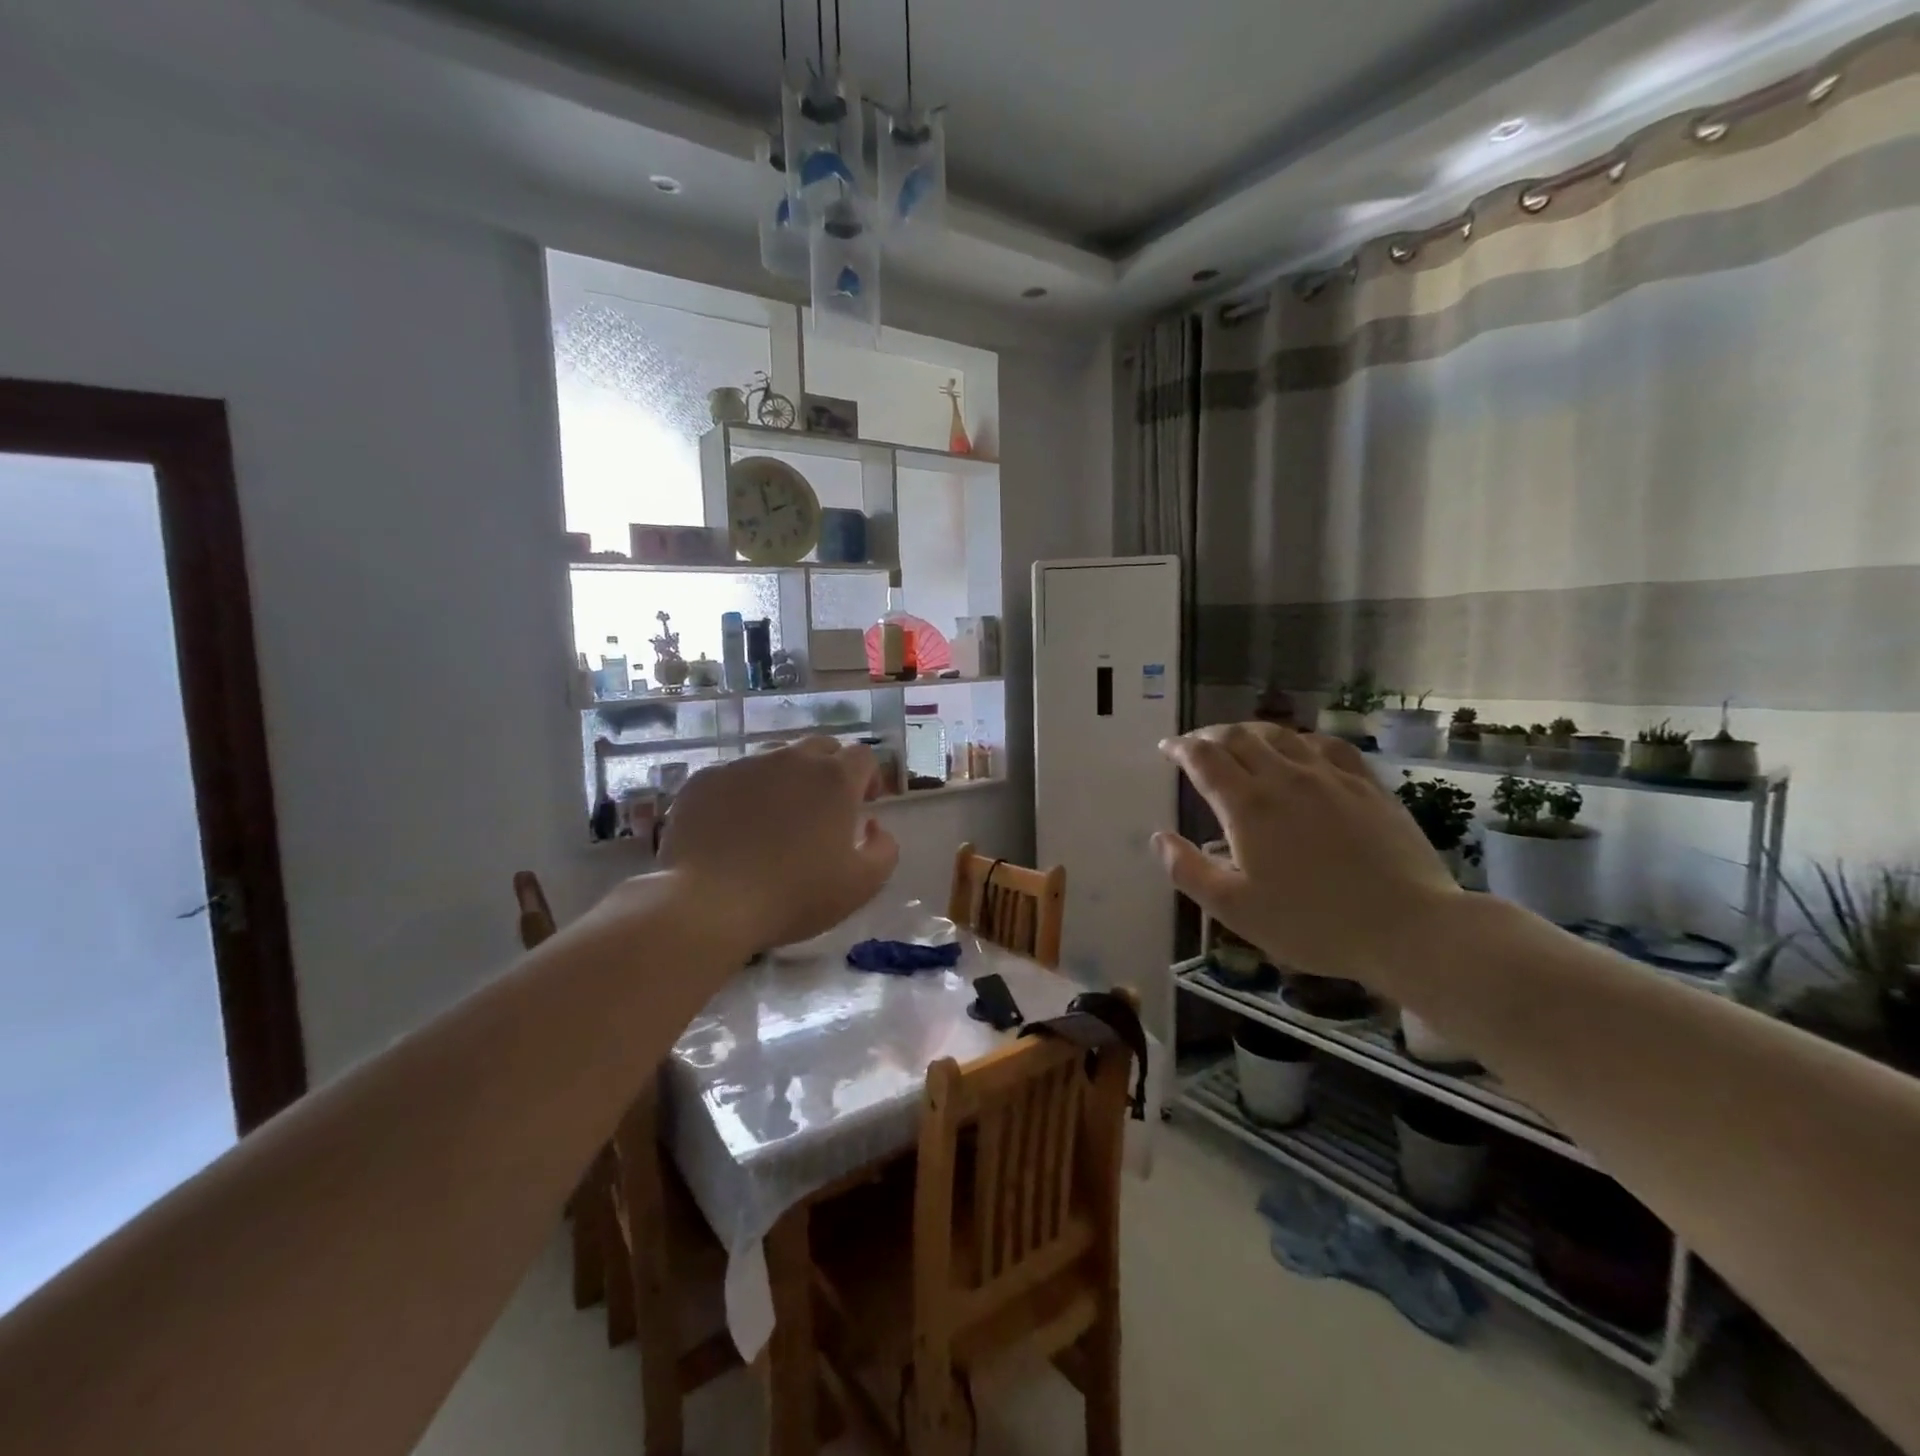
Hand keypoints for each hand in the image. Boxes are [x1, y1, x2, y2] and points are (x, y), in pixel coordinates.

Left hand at [654, 738, 898, 952]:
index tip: (865, 803)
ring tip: (776, 817)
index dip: (870, 776)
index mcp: (834, 779)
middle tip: (824, 808)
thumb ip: (884, 849)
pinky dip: (743, 793)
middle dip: (829, 770)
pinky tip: (734, 827)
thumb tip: (873, 825)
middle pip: (820, 748)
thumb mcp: (861, 885)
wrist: (708, 903)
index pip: (863, 756)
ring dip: (785, 779)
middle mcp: (791, 759)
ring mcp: (744, 765)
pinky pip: (734, 776)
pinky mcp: (705, 779)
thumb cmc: (793, 896)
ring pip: (775, 758)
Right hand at [1154, 723, 1459, 987]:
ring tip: (1240, 742)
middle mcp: (1285, 778)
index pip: (1204, 758)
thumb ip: (1188, 871)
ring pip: (1281, 735)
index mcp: (1248, 806)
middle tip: (1196, 744)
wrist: (1409, 928)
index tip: (1166, 749)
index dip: (1180, 748)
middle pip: (1239, 737)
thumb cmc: (1312, 924)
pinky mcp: (1367, 785)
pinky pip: (1326, 746)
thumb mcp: (1235, 909)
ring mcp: (1330, 777)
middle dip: (1210, 735)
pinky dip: (1300, 740)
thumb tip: (1158, 838)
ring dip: (1251, 732)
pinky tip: (1301, 750)